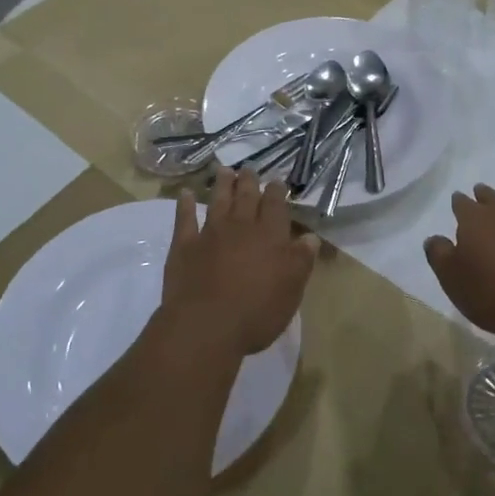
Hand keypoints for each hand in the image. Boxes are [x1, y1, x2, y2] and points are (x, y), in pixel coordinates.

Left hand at [161, 167, 319, 357]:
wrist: (206, 327)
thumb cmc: (257, 311)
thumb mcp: (292, 290)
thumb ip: (301, 260)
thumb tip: (310, 237)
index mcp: (270, 236)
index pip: (275, 206)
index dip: (277, 191)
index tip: (277, 181)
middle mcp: (240, 227)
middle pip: (246, 197)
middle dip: (249, 181)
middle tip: (249, 168)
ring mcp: (210, 234)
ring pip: (218, 201)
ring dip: (222, 185)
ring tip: (224, 170)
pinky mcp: (184, 246)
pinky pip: (184, 219)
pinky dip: (185, 205)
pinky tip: (184, 194)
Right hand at [424, 184, 494, 339]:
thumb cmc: (491, 292)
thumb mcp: (452, 278)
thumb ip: (439, 254)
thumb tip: (434, 238)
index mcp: (475, 219)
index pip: (462, 203)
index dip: (458, 202)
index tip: (457, 200)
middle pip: (492, 197)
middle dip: (484, 195)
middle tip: (480, 194)